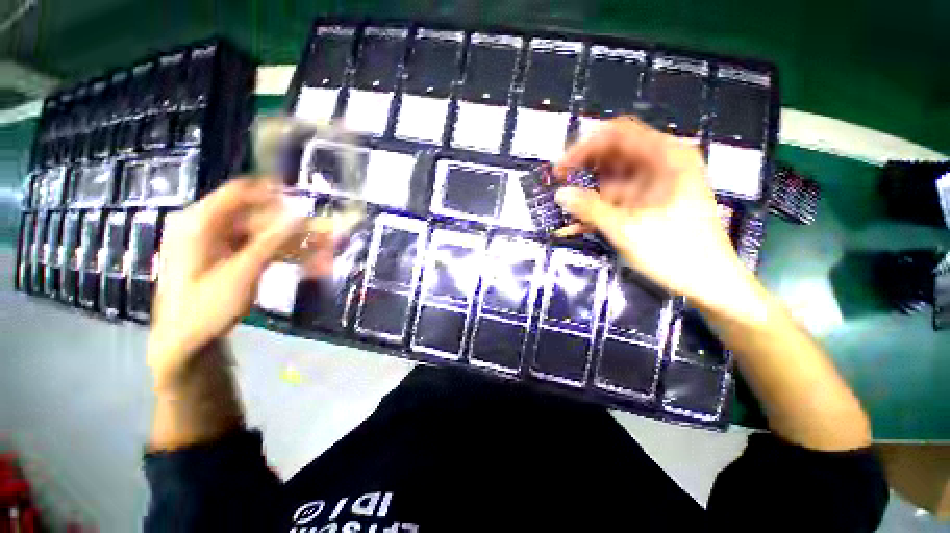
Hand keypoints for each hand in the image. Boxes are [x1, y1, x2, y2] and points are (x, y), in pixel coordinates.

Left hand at [147, 178, 326, 388]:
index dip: (273, 193)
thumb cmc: (205, 307)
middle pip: (260, 217)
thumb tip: (300, 215)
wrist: (187, 343)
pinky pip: (265, 251)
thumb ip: (271, 241)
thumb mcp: (241, 273)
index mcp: (200, 223)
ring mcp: (222, 245)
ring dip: (298, 245)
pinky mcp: (232, 259)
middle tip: (327, 235)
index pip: (239, 193)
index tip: (306, 199)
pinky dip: (289, 257)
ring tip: (327, 256)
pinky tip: (313, 267)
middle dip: (296, 227)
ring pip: (268, 235)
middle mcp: (211, 228)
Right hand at [554, 117, 752, 309]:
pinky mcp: (649, 202)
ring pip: (612, 177)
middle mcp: (662, 164)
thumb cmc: (676, 253)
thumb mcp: (627, 229)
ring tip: (568, 209)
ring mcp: (655, 183)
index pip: (617, 134)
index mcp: (666, 157)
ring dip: (589, 192)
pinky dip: (599, 208)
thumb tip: (560, 194)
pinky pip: (618, 197)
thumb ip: (590, 209)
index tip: (561, 168)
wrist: (709, 282)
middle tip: (560, 185)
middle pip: (613, 153)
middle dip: (584, 169)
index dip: (584, 147)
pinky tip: (579, 224)